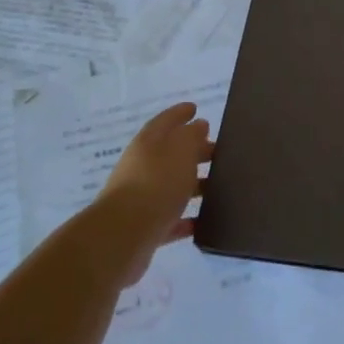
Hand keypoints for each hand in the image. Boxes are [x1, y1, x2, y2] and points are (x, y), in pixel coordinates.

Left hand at [93, 101, 212, 282]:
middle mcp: (142, 167)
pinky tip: (205, 221)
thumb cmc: (156, 183)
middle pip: (170, 154)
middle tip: (219, 151)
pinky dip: (187, 218)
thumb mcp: (180, 150)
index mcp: (148, 143)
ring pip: (172, 186)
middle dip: (194, 150)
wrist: (123, 234)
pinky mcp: (145, 227)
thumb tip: (198, 126)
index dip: (180, 113)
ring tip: (219, 186)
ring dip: (193, 184)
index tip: (195, 108)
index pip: (165, 121)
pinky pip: (171, 218)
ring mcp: (142, 198)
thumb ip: (192, 136)